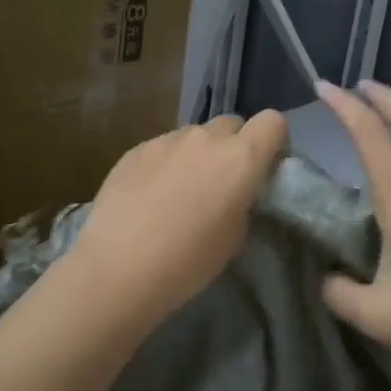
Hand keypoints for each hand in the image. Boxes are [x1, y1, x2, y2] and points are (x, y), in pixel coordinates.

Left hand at [65, 112, 289, 329]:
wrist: (118, 267)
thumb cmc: (188, 261)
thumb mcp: (234, 238)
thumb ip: (241, 202)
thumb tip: (232, 193)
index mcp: (240, 158)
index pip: (272, 122)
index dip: (272, 142)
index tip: (263, 168)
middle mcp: (205, 138)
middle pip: (231, 124)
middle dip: (232, 146)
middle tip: (220, 182)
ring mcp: (166, 140)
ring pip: (194, 135)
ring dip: (196, 154)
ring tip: (179, 191)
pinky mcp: (135, 149)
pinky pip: (163, 148)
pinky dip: (165, 164)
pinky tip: (149, 195)